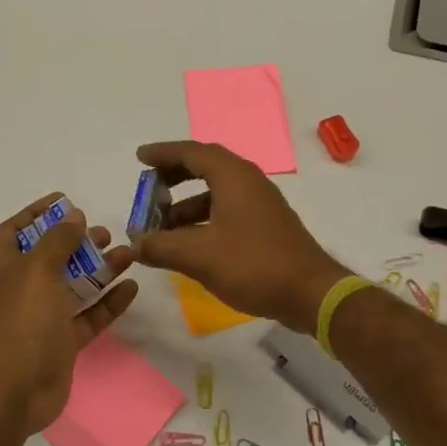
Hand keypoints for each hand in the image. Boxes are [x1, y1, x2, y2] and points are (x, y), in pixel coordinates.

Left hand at [0, 194, 137, 436]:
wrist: (13, 390)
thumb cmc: (20, 320)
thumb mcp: (37, 269)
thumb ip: (58, 240)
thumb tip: (73, 215)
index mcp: (2, 267)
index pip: (14, 231)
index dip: (36, 214)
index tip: (65, 200)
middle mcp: (20, 289)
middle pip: (50, 257)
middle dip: (76, 242)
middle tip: (104, 233)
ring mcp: (41, 317)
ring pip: (74, 285)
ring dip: (99, 269)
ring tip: (127, 253)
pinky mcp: (61, 342)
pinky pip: (88, 316)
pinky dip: (108, 302)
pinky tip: (131, 287)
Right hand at [131, 141, 347, 334]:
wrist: (310, 293)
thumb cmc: (254, 265)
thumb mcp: (199, 256)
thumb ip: (162, 246)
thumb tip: (136, 243)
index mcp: (233, 177)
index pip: (192, 152)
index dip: (163, 153)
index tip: (139, 158)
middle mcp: (248, 182)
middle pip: (205, 167)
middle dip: (173, 177)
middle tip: (148, 191)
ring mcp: (260, 204)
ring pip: (216, 192)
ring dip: (186, 205)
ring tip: (161, 228)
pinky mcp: (266, 226)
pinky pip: (227, 210)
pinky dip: (204, 219)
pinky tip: (189, 245)